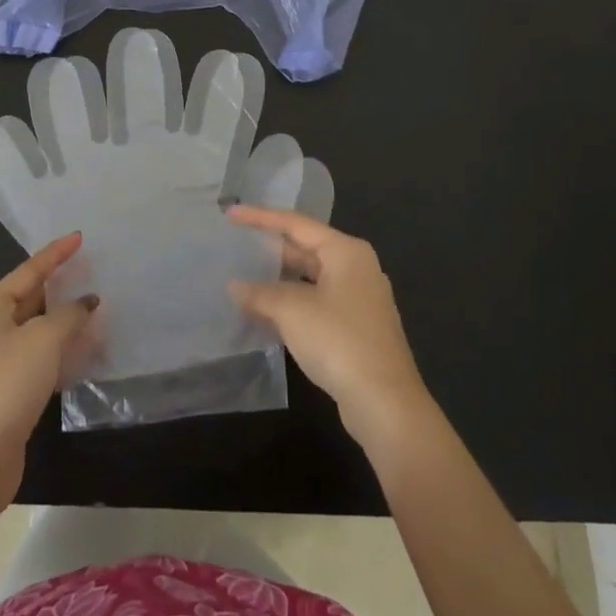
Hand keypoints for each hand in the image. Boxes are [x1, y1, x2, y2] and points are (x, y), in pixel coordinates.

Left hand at [0, 232, 97, 496]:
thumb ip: (70, 314)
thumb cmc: (6, 385)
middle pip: (30, 298)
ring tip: (97, 311)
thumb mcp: (44, 339)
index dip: (56, 253)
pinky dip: (60, 351)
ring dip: (64, 322)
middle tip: (94, 273)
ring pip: (36, 330)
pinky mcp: (4, 390)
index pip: (28, 270)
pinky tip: (85, 353)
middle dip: (62, 288)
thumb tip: (87, 302)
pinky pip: (37, 357)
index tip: (80, 237)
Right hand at [227, 206, 435, 457]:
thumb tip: (235, 287)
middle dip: (271, 250)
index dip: (261, 217)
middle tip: (236, 245)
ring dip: (279, 281)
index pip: (296, 224)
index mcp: (346, 251)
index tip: (231, 214)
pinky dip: (292, 303)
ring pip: (311, 278)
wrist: (384, 402)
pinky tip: (267, 313)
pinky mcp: (357, 327)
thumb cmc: (339, 341)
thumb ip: (261, 293)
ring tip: (244, 278)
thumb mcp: (292, 311)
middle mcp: (357, 267)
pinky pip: (317, 302)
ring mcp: (360, 298)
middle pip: (306, 248)